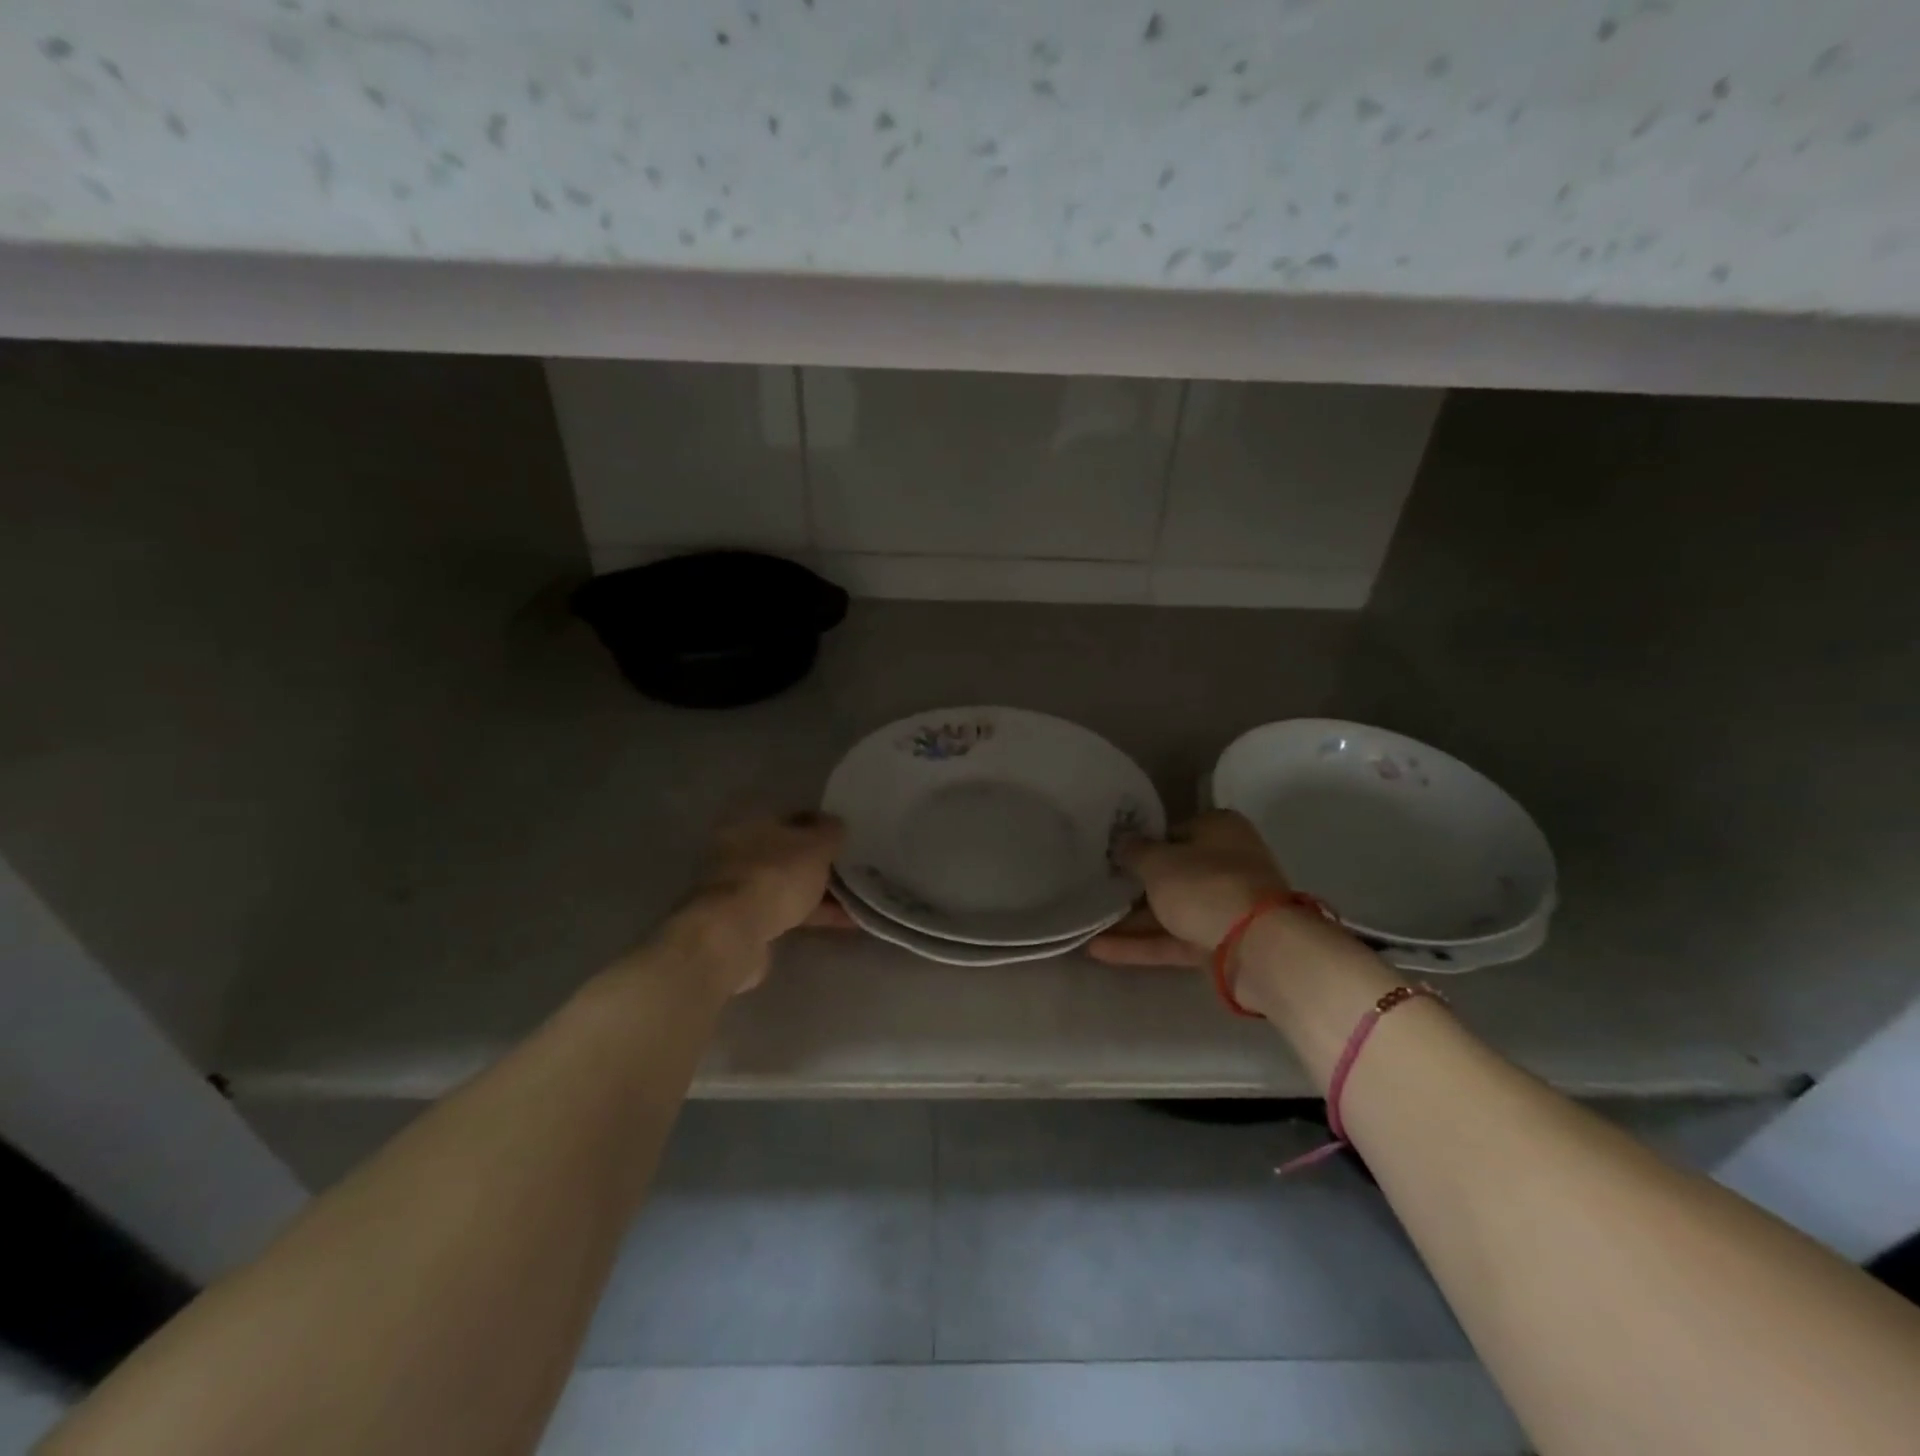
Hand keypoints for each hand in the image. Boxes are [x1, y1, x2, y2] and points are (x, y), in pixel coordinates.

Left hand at [680, 813, 843, 992]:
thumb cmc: (777, 876)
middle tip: (851, 870)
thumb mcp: (815, 845)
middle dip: (820, 864)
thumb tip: (836, 825)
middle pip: (789, 855)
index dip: (820, 827)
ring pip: (789, 886)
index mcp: (751, 824)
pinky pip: (789, 913)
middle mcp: (740, 853)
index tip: (845, 840)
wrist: (735, 934)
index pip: (791, 820)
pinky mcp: (746, 923)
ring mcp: (741, 891)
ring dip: (820, 893)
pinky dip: (814, 915)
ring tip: (856, 900)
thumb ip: (830, 832)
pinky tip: (845, 921)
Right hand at [1111, 810, 1290, 953]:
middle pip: (1173, 872)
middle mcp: (1226, 863)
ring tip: (1087, 924)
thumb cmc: (1205, 886)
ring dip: (1131, 919)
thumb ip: (1134, 851)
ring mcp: (1224, 906)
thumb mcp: (1158, 862)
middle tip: (1095, 888)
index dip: (1142, 843)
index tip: (1111, 856)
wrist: (1258, 949)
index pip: (1173, 831)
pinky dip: (1141, 944)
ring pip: (1171, 909)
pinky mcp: (1219, 944)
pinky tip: (1099, 949)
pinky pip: (1173, 939)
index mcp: (1219, 829)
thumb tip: (1121, 841)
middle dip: (1135, 884)